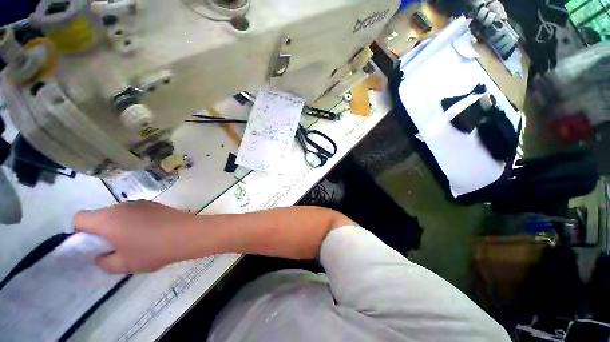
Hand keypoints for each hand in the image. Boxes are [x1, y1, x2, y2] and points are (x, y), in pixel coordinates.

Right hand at [75, 201, 198, 273]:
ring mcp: (140, 203)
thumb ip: (104, 262)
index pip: (79, 218)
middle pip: (99, 215)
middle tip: (113, 246)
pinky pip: (135, 212)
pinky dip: (134, 221)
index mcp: (107, 219)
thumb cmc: (153, 250)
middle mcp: (121, 206)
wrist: (189, 233)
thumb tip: (99, 255)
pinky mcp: (155, 204)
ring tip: (134, 241)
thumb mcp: (124, 265)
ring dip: (118, 225)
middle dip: (100, 230)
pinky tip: (149, 233)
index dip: (80, 232)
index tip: (92, 245)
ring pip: (118, 214)